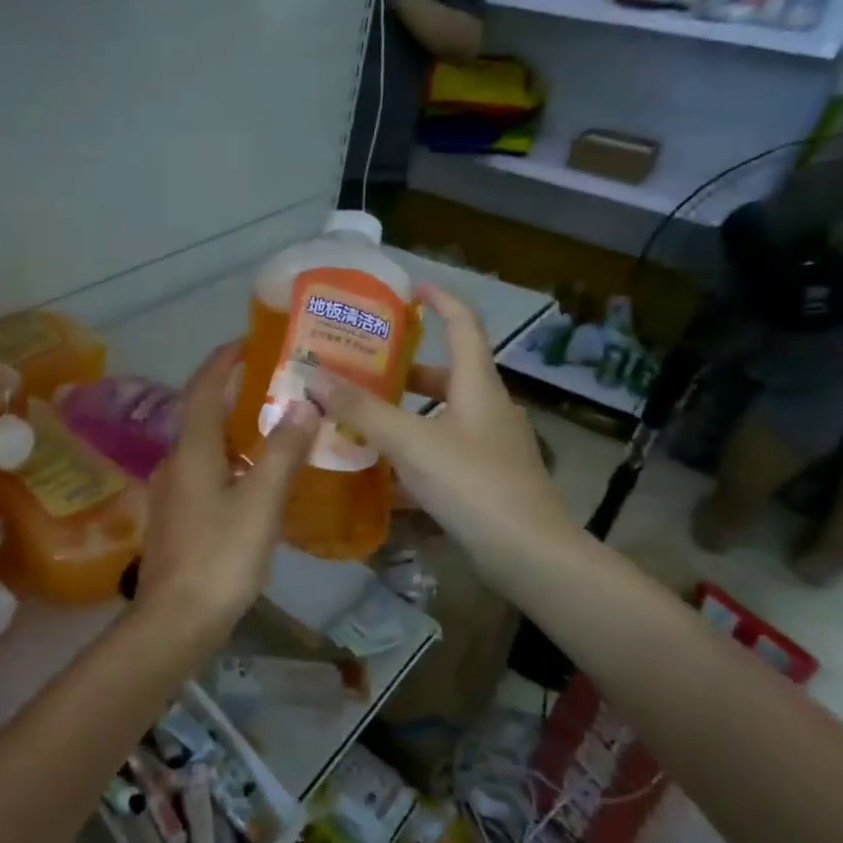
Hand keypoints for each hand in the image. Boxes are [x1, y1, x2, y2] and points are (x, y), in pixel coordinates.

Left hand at [136, 342, 318, 635]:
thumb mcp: (259, 503)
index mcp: (191, 451)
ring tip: (276, 427)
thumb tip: (302, 404)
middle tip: (277, 385)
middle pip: (202, 415)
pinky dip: (232, 462)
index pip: (202, 389)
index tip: (248, 342)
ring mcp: (173, 493)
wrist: (175, 620)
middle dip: (235, 394)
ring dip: (235, 430)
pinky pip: (206, 473)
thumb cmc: (219, 557)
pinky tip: (258, 479)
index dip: (223, 362)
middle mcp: (175, 463)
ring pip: (205, 447)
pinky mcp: (178, 518)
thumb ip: (281, 453)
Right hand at [304, 282, 579, 577]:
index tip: (409, 288)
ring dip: (403, 412)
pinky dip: (413, 450)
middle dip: (402, 368)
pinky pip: (442, 449)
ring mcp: (490, 445)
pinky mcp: (486, 477)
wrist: (529, 554)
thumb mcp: (410, 442)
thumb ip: (361, 409)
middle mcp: (487, 407)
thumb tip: (313, 375)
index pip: (463, 324)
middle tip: (359, 368)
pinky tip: (382, 471)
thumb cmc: (472, 483)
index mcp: (477, 385)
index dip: (440, 300)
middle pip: (445, 374)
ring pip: (440, 415)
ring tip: (359, 417)